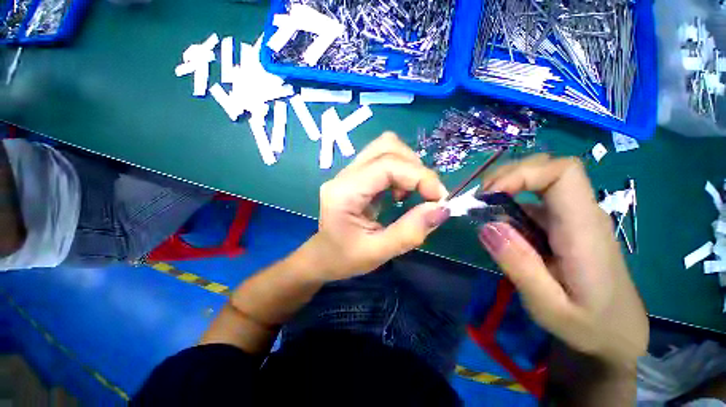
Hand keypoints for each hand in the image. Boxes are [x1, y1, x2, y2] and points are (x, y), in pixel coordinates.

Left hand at [307, 132, 449, 281]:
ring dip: (408, 167)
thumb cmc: (344, 258)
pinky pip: (383, 158)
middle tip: (427, 195)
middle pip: (387, 147)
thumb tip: (441, 209)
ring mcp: (348, 172)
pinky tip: (399, 193)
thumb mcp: (378, 253)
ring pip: (385, 147)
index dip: (419, 176)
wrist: (323, 256)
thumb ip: (410, 232)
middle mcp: (344, 175)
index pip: (387, 165)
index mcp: (344, 192)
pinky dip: (401, 171)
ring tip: (410, 194)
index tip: (439, 198)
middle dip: (415, 168)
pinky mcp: (355, 175)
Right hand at [478, 154, 647, 368]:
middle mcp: (582, 215)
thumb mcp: (549, 306)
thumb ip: (519, 265)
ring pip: (541, 181)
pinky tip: (498, 221)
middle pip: (550, 168)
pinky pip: (535, 201)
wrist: (618, 335)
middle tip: (481, 197)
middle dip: (509, 174)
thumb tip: (487, 225)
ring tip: (482, 208)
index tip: (490, 193)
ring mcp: (574, 219)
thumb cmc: (589, 326)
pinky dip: (510, 202)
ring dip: (507, 186)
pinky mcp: (565, 226)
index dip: (523, 173)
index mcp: (584, 230)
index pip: (563, 173)